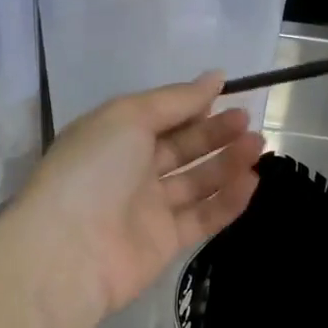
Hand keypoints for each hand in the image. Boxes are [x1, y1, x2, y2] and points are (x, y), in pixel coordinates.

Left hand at [0, 75, 262, 327]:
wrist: (69, 250)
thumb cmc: (94, 168)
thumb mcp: (129, 117)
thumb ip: (175, 100)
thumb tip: (215, 77)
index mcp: (113, 135)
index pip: (160, 115)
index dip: (192, 104)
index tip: (228, 92)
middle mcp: (129, 169)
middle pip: (181, 147)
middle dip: (215, 132)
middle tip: (247, 122)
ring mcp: (147, 208)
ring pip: (196, 181)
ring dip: (227, 163)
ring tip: (259, 146)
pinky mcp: (165, 242)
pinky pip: (202, 216)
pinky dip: (227, 200)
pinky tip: (252, 181)